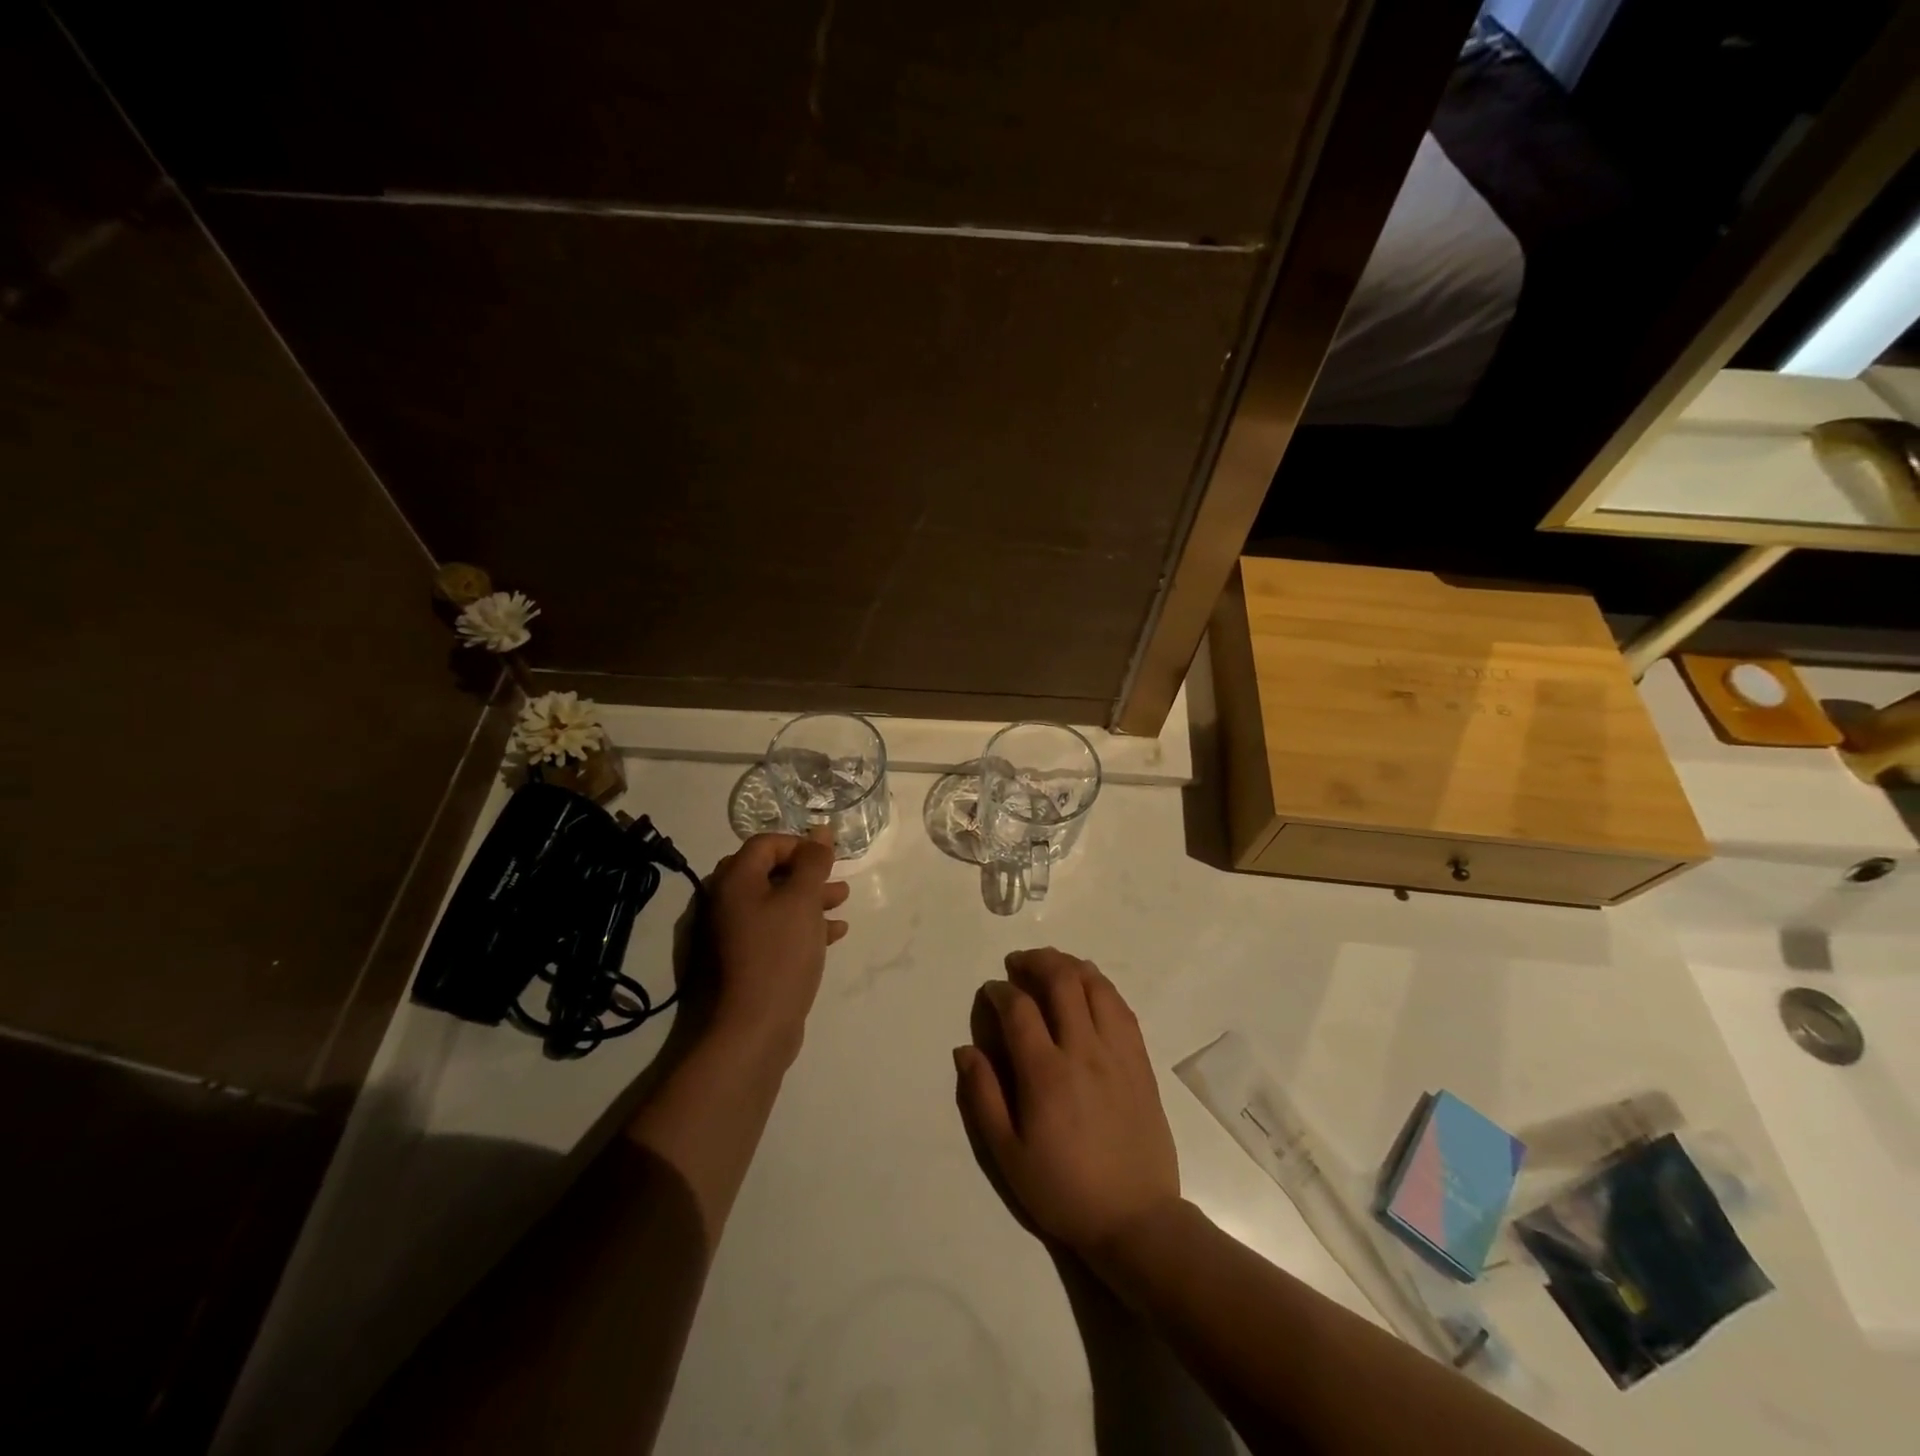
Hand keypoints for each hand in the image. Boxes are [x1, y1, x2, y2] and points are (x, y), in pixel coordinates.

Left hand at [703, 830, 847, 1064]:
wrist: (751, 1030)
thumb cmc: (779, 955)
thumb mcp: (802, 901)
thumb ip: (813, 862)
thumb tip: (821, 832)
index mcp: (733, 881)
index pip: (765, 844)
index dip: (799, 844)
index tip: (828, 858)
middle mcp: (725, 902)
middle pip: (769, 872)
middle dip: (807, 874)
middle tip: (837, 880)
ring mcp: (730, 934)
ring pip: (774, 903)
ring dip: (808, 899)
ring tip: (842, 903)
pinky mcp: (742, 961)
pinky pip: (773, 931)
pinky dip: (801, 926)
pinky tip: (832, 934)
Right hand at [954, 948, 1179, 1261]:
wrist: (1136, 1219)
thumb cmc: (1063, 1190)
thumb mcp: (1007, 1155)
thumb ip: (983, 1097)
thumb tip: (965, 1049)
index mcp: (1046, 1074)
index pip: (1019, 1009)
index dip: (1000, 991)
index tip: (990, 991)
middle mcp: (1083, 1051)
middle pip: (1062, 981)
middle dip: (1035, 961)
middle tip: (1018, 963)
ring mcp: (1117, 1052)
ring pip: (1096, 985)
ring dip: (1070, 965)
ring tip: (1052, 965)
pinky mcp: (1141, 1061)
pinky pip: (1122, 1007)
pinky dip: (1101, 986)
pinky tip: (1090, 987)